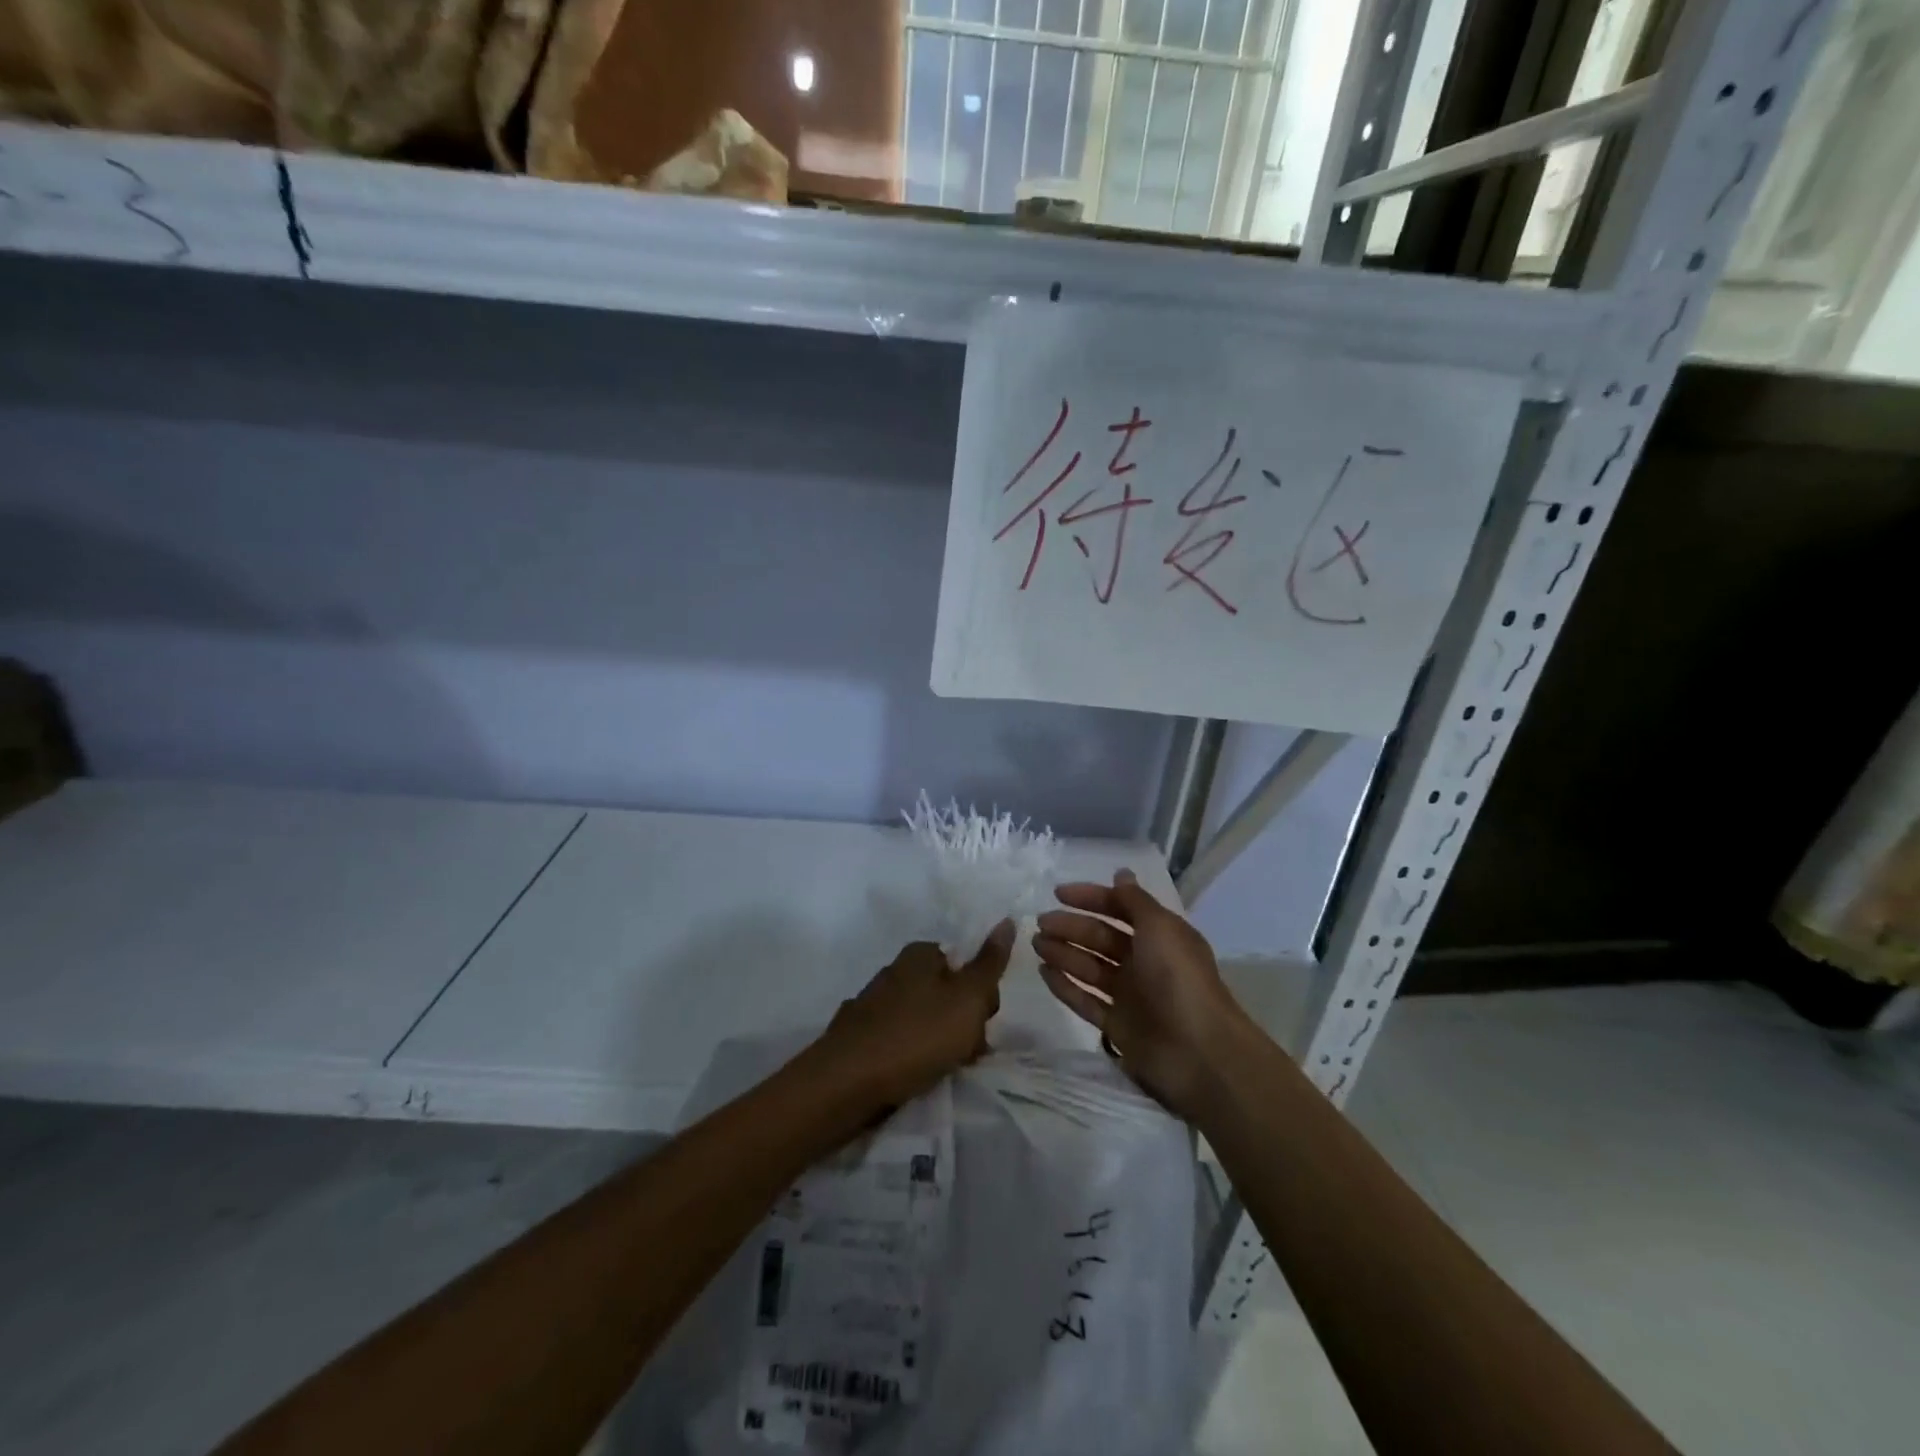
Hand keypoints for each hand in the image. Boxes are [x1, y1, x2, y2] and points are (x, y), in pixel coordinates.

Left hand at [812, 922, 1014, 1109]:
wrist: (846, 1083)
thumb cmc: (916, 1036)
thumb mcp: (967, 999)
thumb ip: (989, 962)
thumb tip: (1007, 920)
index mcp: (920, 954)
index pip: (966, 963)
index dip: (981, 994)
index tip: (982, 1023)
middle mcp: (894, 970)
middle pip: (946, 992)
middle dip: (962, 1021)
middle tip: (964, 1051)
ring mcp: (873, 1003)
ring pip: (924, 1018)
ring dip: (938, 1042)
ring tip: (940, 1068)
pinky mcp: (859, 1036)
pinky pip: (899, 1040)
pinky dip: (910, 1055)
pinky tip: (911, 1075)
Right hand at [1034, 869, 1246, 1118]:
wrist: (1198, 1052)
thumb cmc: (1178, 979)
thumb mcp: (1160, 927)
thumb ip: (1135, 901)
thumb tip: (1121, 873)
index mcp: (1159, 935)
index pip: (1120, 908)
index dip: (1091, 898)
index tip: (1057, 893)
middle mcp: (1145, 962)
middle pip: (1101, 938)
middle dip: (1071, 927)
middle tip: (1040, 923)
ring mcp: (1130, 995)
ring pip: (1090, 968)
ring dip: (1064, 953)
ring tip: (1036, 945)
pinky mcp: (1118, 1025)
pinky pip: (1086, 1000)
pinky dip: (1065, 986)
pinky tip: (1043, 973)